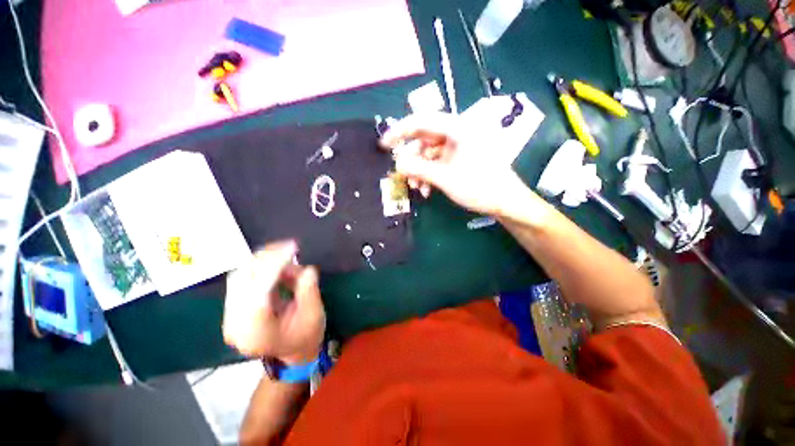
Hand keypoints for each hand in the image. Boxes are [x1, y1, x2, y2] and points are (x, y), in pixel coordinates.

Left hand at [223, 241, 325, 363]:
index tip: (292, 247)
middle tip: (291, 246)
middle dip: (267, 257)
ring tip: (288, 256)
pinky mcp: (234, 306)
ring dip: (264, 260)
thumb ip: (308, 290)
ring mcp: (230, 315)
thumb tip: (306, 268)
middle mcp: (235, 324)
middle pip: (242, 279)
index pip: (258, 291)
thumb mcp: (314, 315)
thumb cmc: (305, 337)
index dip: (274, 265)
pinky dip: (262, 266)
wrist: (291, 354)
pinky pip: (244, 277)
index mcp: (255, 332)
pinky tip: (279, 265)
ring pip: (240, 275)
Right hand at [380, 112, 527, 215]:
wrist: (505, 202)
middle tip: (402, 173)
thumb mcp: (445, 178)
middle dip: (412, 158)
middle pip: (424, 138)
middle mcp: (458, 131)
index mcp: (458, 128)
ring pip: (430, 152)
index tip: (385, 144)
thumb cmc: (480, 187)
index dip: (400, 131)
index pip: (421, 121)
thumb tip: (397, 164)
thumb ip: (419, 169)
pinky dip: (430, 173)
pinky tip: (427, 189)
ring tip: (417, 187)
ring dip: (420, 170)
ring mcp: (460, 145)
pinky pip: (438, 161)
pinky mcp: (460, 156)